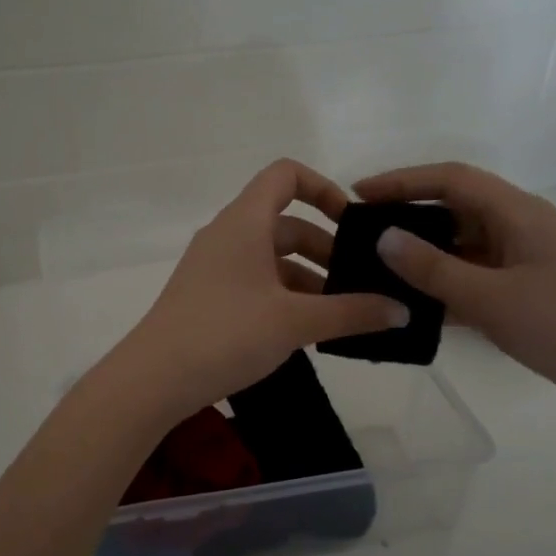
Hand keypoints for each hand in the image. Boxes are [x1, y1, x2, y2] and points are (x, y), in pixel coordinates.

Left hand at [105, 160, 409, 425]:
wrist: (154, 379)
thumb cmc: (226, 334)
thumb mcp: (295, 322)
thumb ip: (352, 313)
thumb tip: (402, 311)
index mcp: (245, 222)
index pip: (285, 175)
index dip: (323, 188)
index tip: (352, 223)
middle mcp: (227, 235)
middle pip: (285, 223)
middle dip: (326, 248)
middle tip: (359, 283)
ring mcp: (214, 267)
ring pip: (271, 258)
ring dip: (308, 278)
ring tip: (340, 314)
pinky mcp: (207, 297)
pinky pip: (255, 282)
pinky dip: (284, 296)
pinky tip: (305, 331)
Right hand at [353, 162, 555, 437]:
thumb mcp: (493, 298)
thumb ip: (435, 269)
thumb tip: (383, 238)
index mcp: (518, 214)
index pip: (452, 180)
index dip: (403, 181)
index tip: (358, 194)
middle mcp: (519, 230)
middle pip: (455, 210)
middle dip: (408, 216)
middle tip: (360, 235)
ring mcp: (524, 266)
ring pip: (463, 249)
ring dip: (423, 256)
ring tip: (375, 271)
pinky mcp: (526, 298)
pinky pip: (474, 281)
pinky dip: (443, 288)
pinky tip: (412, 306)